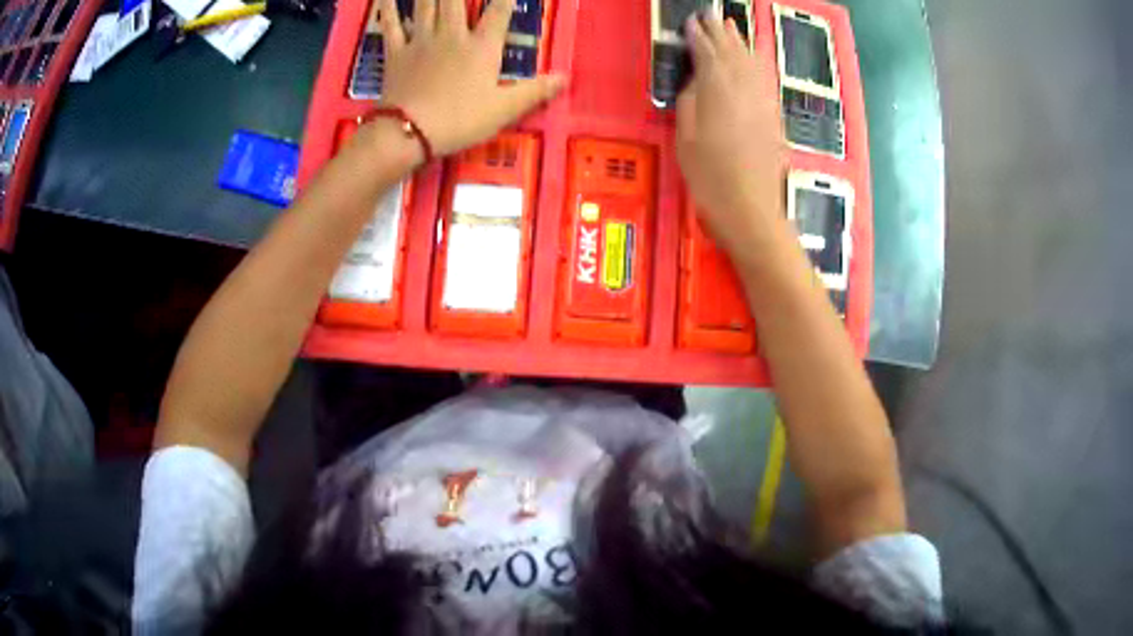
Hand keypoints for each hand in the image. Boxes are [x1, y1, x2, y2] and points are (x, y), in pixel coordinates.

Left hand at [376, 0, 565, 158]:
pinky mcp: (396, 52)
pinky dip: (387, 7)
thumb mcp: (504, 110)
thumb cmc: (459, 121)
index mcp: (481, 47)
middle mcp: (452, 34)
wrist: (408, 133)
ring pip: (426, 3)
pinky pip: (390, 24)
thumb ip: (535, 90)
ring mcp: (421, 40)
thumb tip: (566, 77)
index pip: (500, 11)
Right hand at [676, 13, 786, 254]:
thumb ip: (691, 100)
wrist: (751, 209)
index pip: (708, 53)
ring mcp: (763, 101)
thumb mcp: (686, 137)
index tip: (691, 22)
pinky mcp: (773, 115)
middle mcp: (745, 89)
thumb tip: (698, 79)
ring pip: (753, 62)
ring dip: (741, 42)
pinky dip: (758, 61)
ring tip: (732, 25)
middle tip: (711, 15)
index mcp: (719, 90)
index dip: (699, 36)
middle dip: (721, 31)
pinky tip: (754, 57)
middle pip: (733, 52)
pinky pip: (766, 78)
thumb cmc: (710, 177)